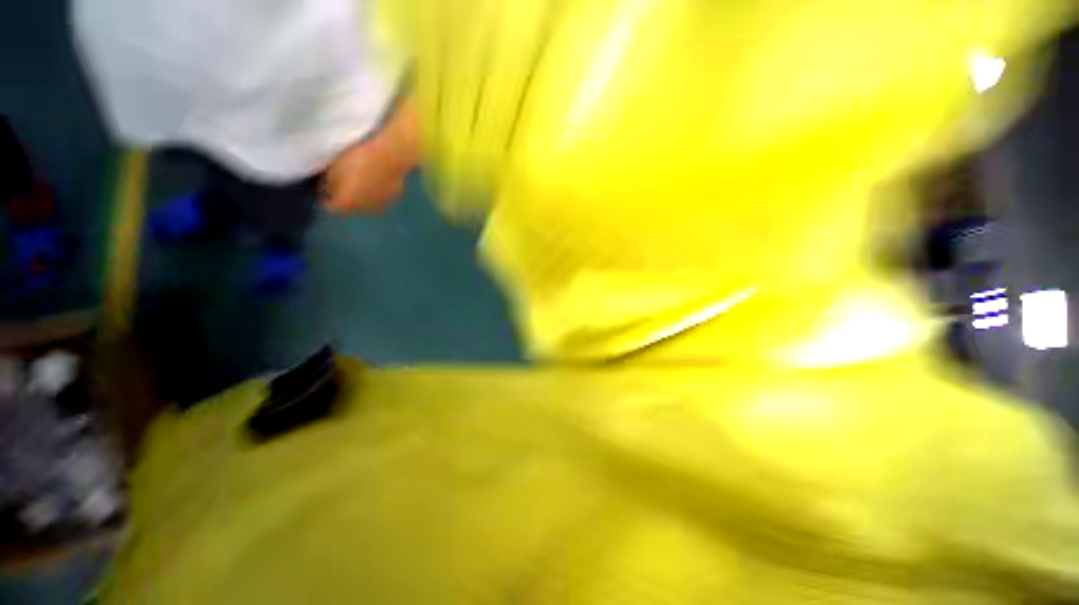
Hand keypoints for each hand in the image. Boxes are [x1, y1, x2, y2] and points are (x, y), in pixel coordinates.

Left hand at [323, 97, 419, 213]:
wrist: (391, 156)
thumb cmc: (359, 158)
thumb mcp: (334, 167)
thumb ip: (329, 182)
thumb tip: (327, 190)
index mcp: (347, 203)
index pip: (331, 207)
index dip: (325, 197)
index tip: (322, 187)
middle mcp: (364, 210)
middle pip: (350, 208)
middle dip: (345, 198)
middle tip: (341, 183)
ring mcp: (381, 204)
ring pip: (366, 203)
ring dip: (361, 196)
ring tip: (359, 181)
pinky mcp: (393, 197)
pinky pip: (379, 197)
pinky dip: (374, 191)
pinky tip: (374, 180)